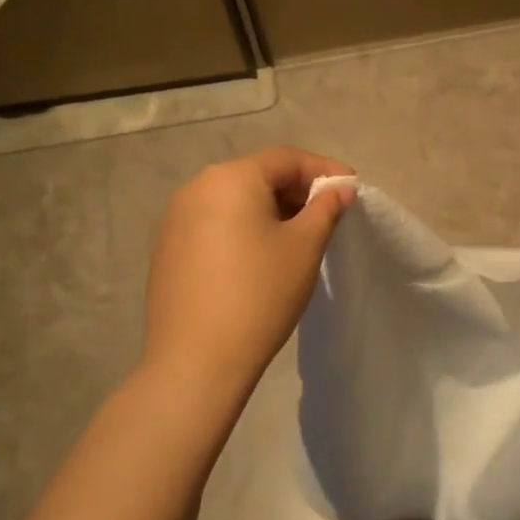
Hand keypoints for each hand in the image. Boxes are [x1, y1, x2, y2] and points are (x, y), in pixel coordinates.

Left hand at [143, 147, 355, 396]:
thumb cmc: (259, 294)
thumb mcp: (304, 247)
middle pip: (258, 175)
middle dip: (297, 190)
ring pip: (235, 200)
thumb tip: (340, 187)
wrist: (195, 360)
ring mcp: (176, 219)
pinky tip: (260, 257)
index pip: (286, 159)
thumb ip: (326, 208)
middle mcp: (197, 187)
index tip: (351, 189)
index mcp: (231, 178)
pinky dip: (244, 228)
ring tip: (299, 236)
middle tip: (329, 214)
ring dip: (271, 210)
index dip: (324, 170)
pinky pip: (215, 223)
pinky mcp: (168, 248)